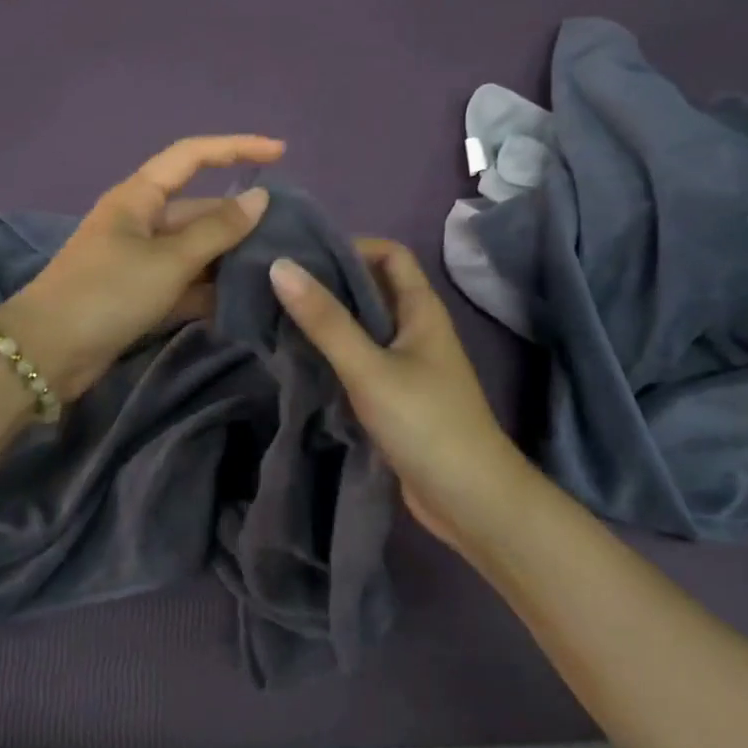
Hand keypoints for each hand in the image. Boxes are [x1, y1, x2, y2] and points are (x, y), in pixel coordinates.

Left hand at [0, 135, 284, 399]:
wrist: (48, 353)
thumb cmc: (108, 293)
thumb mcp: (169, 260)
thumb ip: (218, 230)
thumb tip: (260, 197)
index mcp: (139, 196)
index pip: (193, 156)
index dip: (237, 148)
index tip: (281, 152)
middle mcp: (140, 221)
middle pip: (199, 209)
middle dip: (240, 220)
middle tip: (289, 235)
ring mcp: (139, 259)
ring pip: (195, 250)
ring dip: (229, 258)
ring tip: (278, 269)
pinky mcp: (140, 294)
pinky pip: (184, 282)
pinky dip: (209, 290)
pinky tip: (245, 301)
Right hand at [269, 240, 526, 550]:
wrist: (470, 501)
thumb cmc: (425, 423)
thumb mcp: (369, 368)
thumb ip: (325, 320)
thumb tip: (280, 266)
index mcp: (421, 309)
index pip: (389, 254)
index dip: (351, 246)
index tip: (303, 256)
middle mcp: (416, 329)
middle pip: (372, 288)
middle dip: (329, 282)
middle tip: (276, 284)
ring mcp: (407, 364)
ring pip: (363, 326)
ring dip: (327, 319)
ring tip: (276, 315)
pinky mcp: (395, 396)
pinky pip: (360, 359)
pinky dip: (332, 353)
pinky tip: (298, 358)